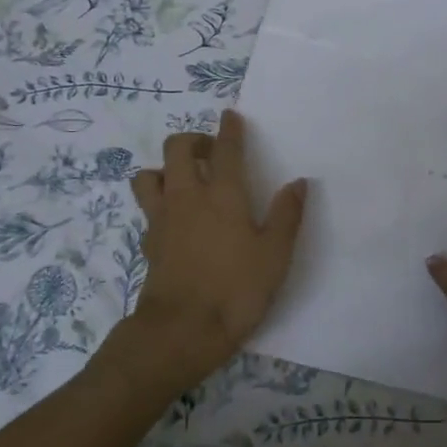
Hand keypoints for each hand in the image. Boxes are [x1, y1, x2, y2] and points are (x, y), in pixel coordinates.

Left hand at [99, 110, 306, 401]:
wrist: (181, 331)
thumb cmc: (236, 290)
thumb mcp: (275, 255)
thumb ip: (286, 215)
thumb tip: (299, 182)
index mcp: (223, 195)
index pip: (225, 149)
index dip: (229, 129)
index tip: (230, 116)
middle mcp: (187, 197)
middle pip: (177, 149)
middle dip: (192, 141)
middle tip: (209, 152)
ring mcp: (162, 219)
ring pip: (149, 175)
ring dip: (164, 169)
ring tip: (183, 181)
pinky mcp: (148, 243)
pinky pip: (147, 209)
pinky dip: (158, 203)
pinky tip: (174, 219)